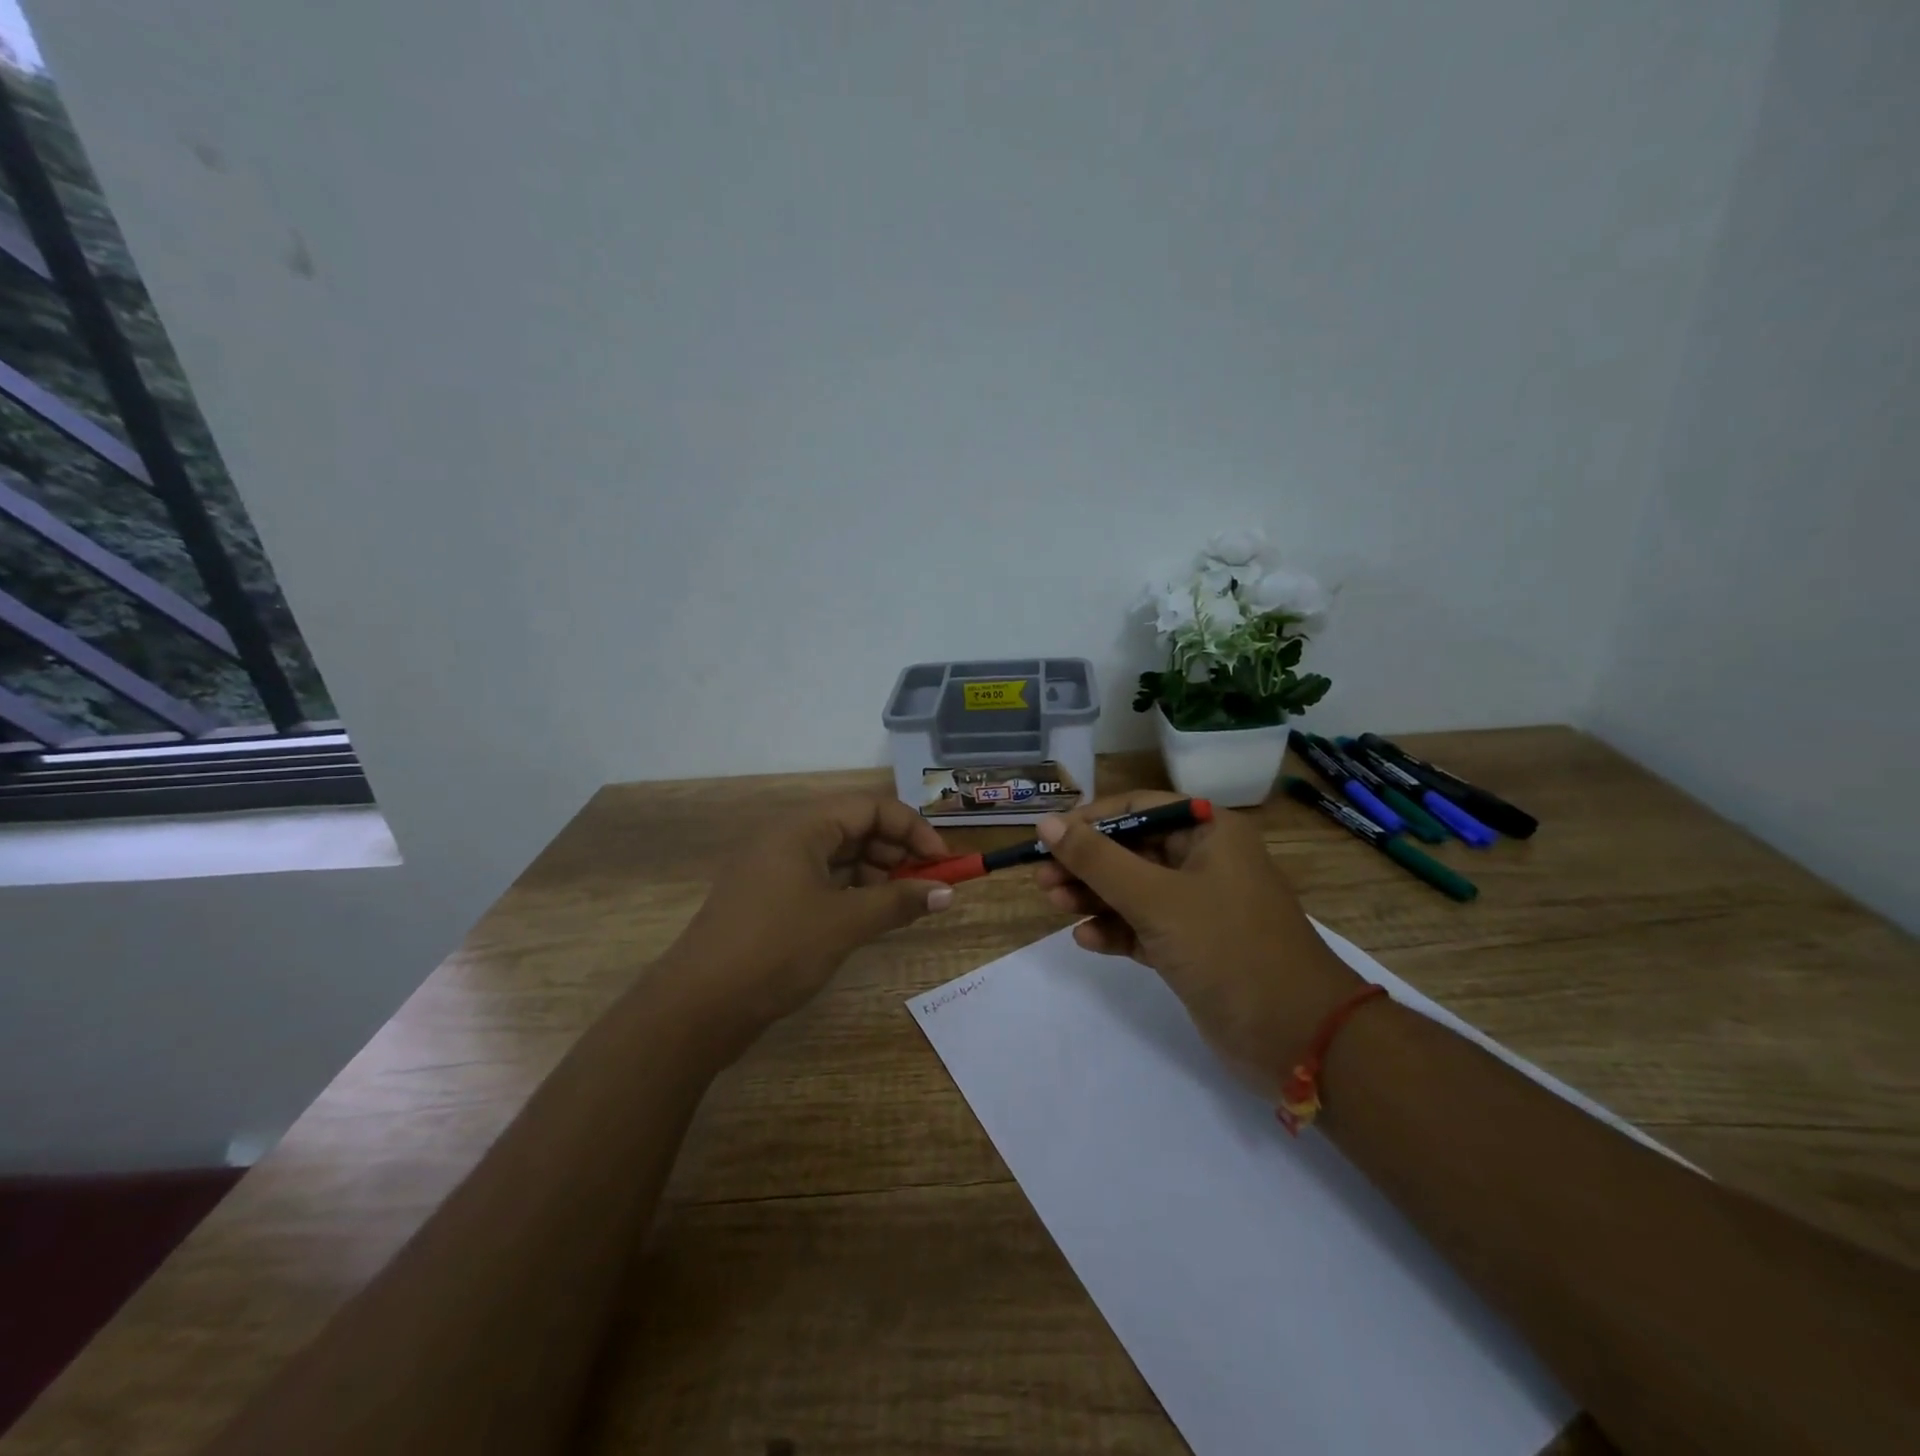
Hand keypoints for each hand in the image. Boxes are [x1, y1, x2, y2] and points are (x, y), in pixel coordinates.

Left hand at [659, 795, 954, 1051]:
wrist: (698, 1007)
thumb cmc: (776, 950)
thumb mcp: (845, 923)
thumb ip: (899, 902)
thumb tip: (948, 892)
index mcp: (801, 827)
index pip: (871, 806)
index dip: (912, 829)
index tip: (943, 862)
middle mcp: (787, 838)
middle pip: (855, 827)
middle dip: (897, 852)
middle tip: (927, 886)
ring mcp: (775, 869)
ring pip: (840, 856)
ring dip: (877, 874)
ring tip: (902, 905)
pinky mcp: (770, 899)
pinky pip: (822, 881)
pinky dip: (852, 893)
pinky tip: (871, 916)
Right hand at [1034, 792, 1363, 1101]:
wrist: (1297, 1037)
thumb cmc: (1227, 947)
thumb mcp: (1155, 898)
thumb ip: (1097, 860)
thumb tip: (1046, 821)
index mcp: (1209, 832)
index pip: (1138, 808)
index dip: (1090, 820)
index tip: (1049, 837)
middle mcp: (1205, 861)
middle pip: (1131, 850)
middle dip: (1087, 864)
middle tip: (1042, 879)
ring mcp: (1199, 906)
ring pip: (1133, 889)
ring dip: (1094, 896)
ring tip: (1054, 905)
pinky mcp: (1193, 946)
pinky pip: (1143, 926)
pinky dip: (1115, 930)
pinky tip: (1087, 939)